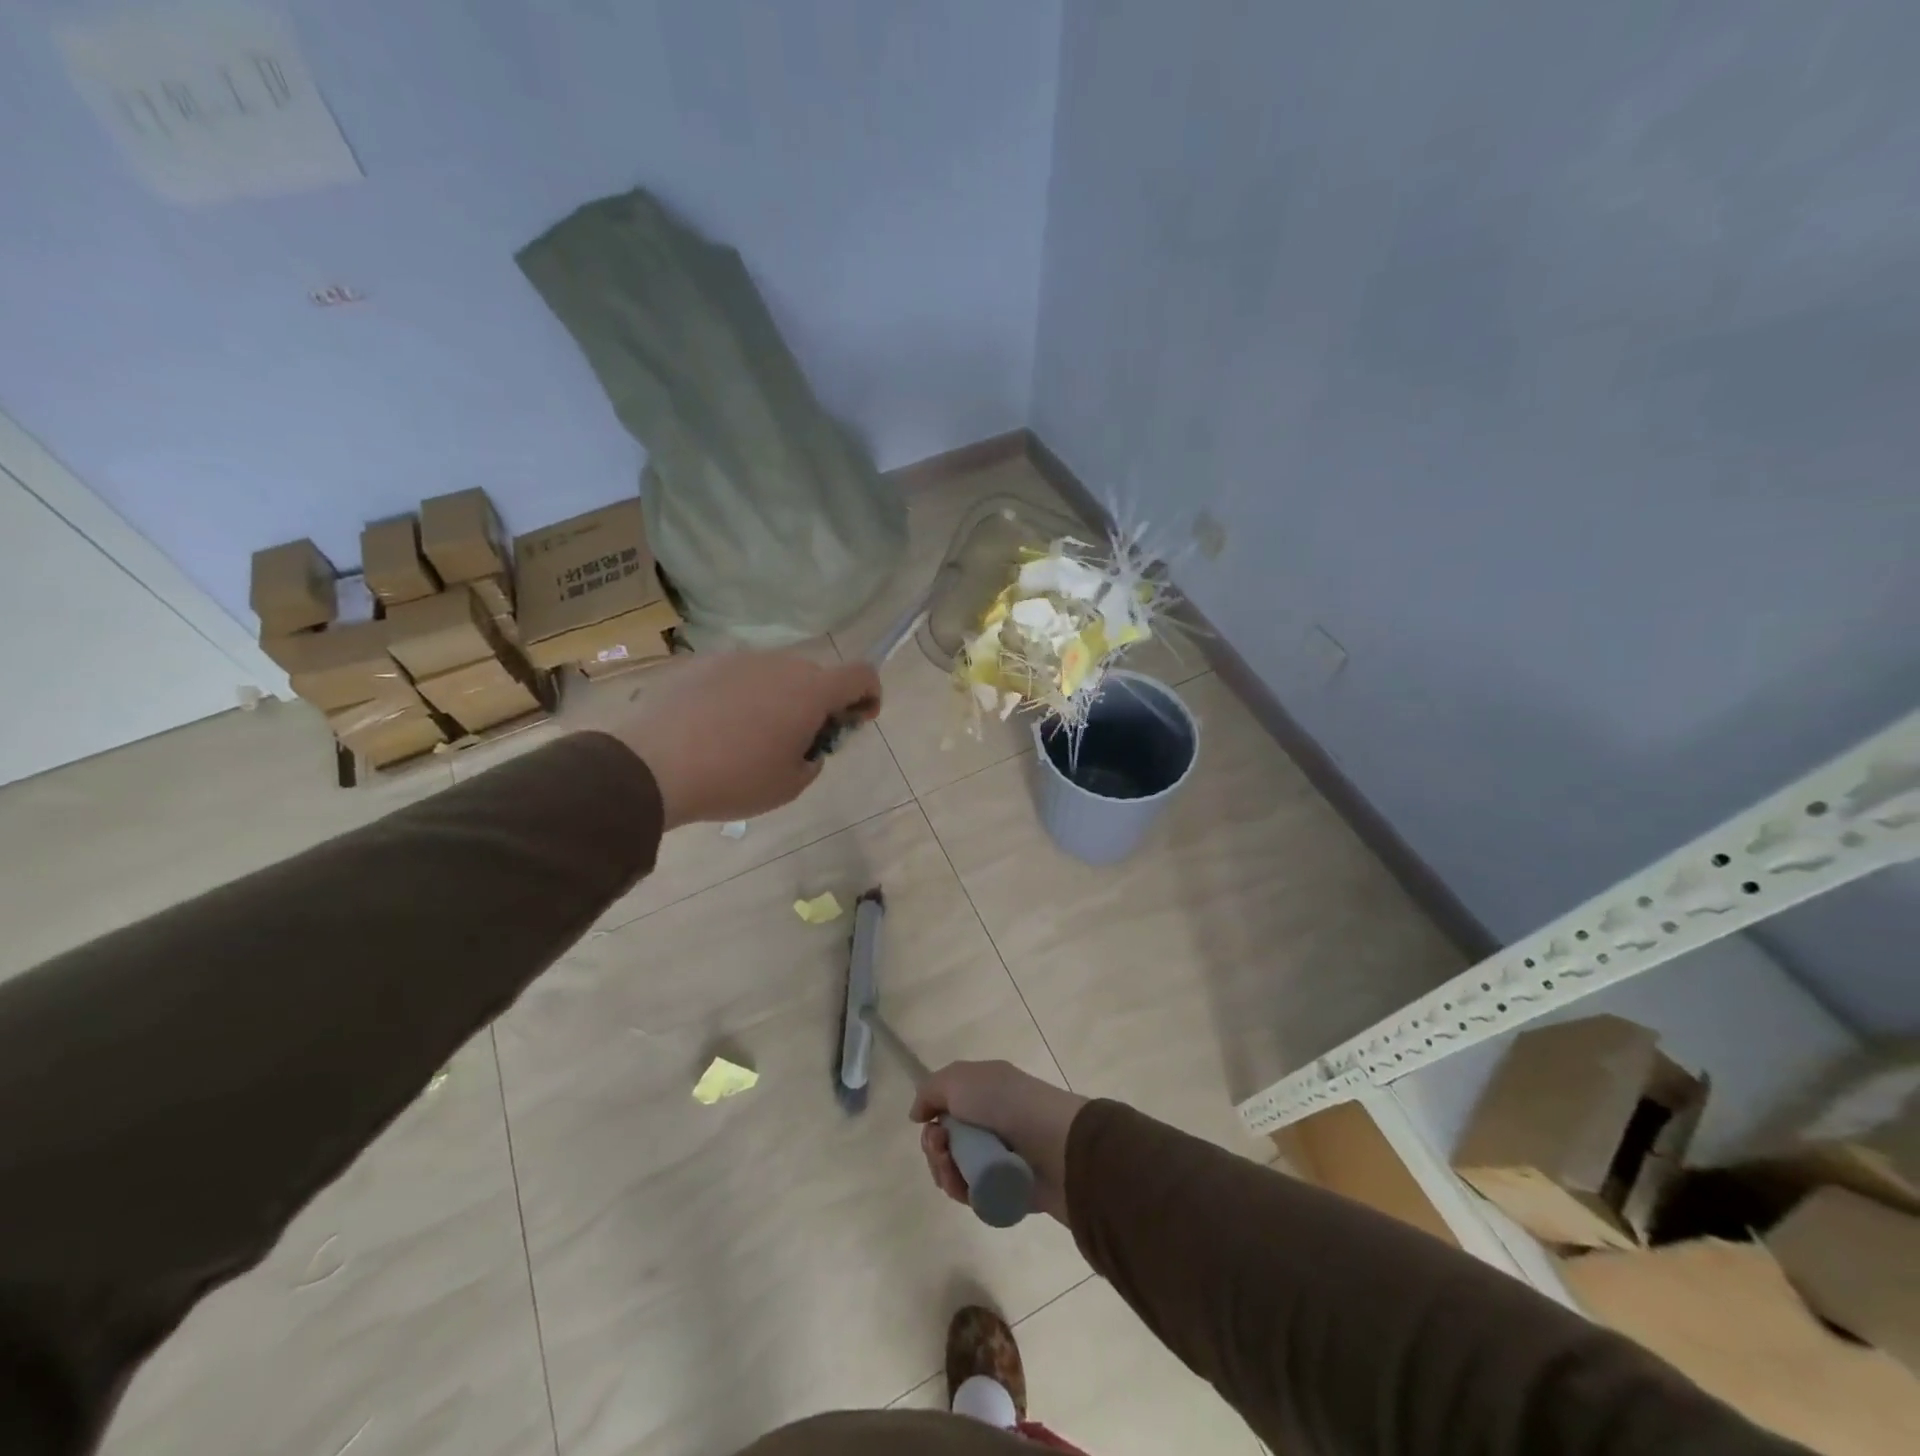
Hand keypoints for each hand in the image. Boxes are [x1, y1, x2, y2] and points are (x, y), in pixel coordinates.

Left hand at [602, 651, 879, 828]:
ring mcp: (737, 658)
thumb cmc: (734, 779)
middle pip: (815, 675)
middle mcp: (779, 663)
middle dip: (818, 704)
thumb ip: (812, 758)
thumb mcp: (790, 785)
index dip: (869, 694)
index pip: (862, 673)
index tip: (856, 720)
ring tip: (749, 736)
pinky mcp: (700, 662)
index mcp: (810, 691)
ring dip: (778, 698)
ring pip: (774, 674)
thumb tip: (804, 745)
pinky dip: (740, 695)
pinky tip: (714, 727)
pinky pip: (736, 675)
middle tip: (798, 740)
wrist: (651, 765)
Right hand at [911, 1060, 1086, 1225]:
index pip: (948, 1108)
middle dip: (934, 1147)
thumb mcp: (960, 1079)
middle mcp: (991, 1122)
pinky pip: (970, 1195)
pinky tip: (963, 1186)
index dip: (932, 1117)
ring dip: (943, 1169)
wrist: (1055, 1145)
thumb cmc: (1006, 1103)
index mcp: (985, 1092)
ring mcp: (998, 1158)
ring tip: (952, 1167)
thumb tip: (918, 1115)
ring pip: (954, 1170)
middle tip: (941, 1146)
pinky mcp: (1004, 1191)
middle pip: (946, 1142)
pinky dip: (960, 1190)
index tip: (929, 1123)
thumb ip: (930, 1091)